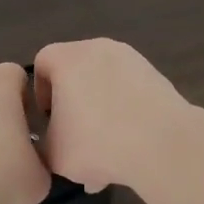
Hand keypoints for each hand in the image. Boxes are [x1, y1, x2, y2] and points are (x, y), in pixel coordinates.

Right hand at [32, 39, 189, 192]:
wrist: (162, 145)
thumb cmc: (97, 144)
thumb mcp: (53, 154)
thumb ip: (44, 142)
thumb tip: (52, 140)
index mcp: (68, 59)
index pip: (42, 63)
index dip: (40, 92)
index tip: (48, 119)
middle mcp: (99, 49)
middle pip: (76, 73)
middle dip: (73, 106)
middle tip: (76, 137)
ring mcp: (132, 59)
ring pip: (105, 86)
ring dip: (100, 114)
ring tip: (105, 154)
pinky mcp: (156, 76)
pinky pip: (130, 93)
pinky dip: (125, 115)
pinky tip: (129, 149)